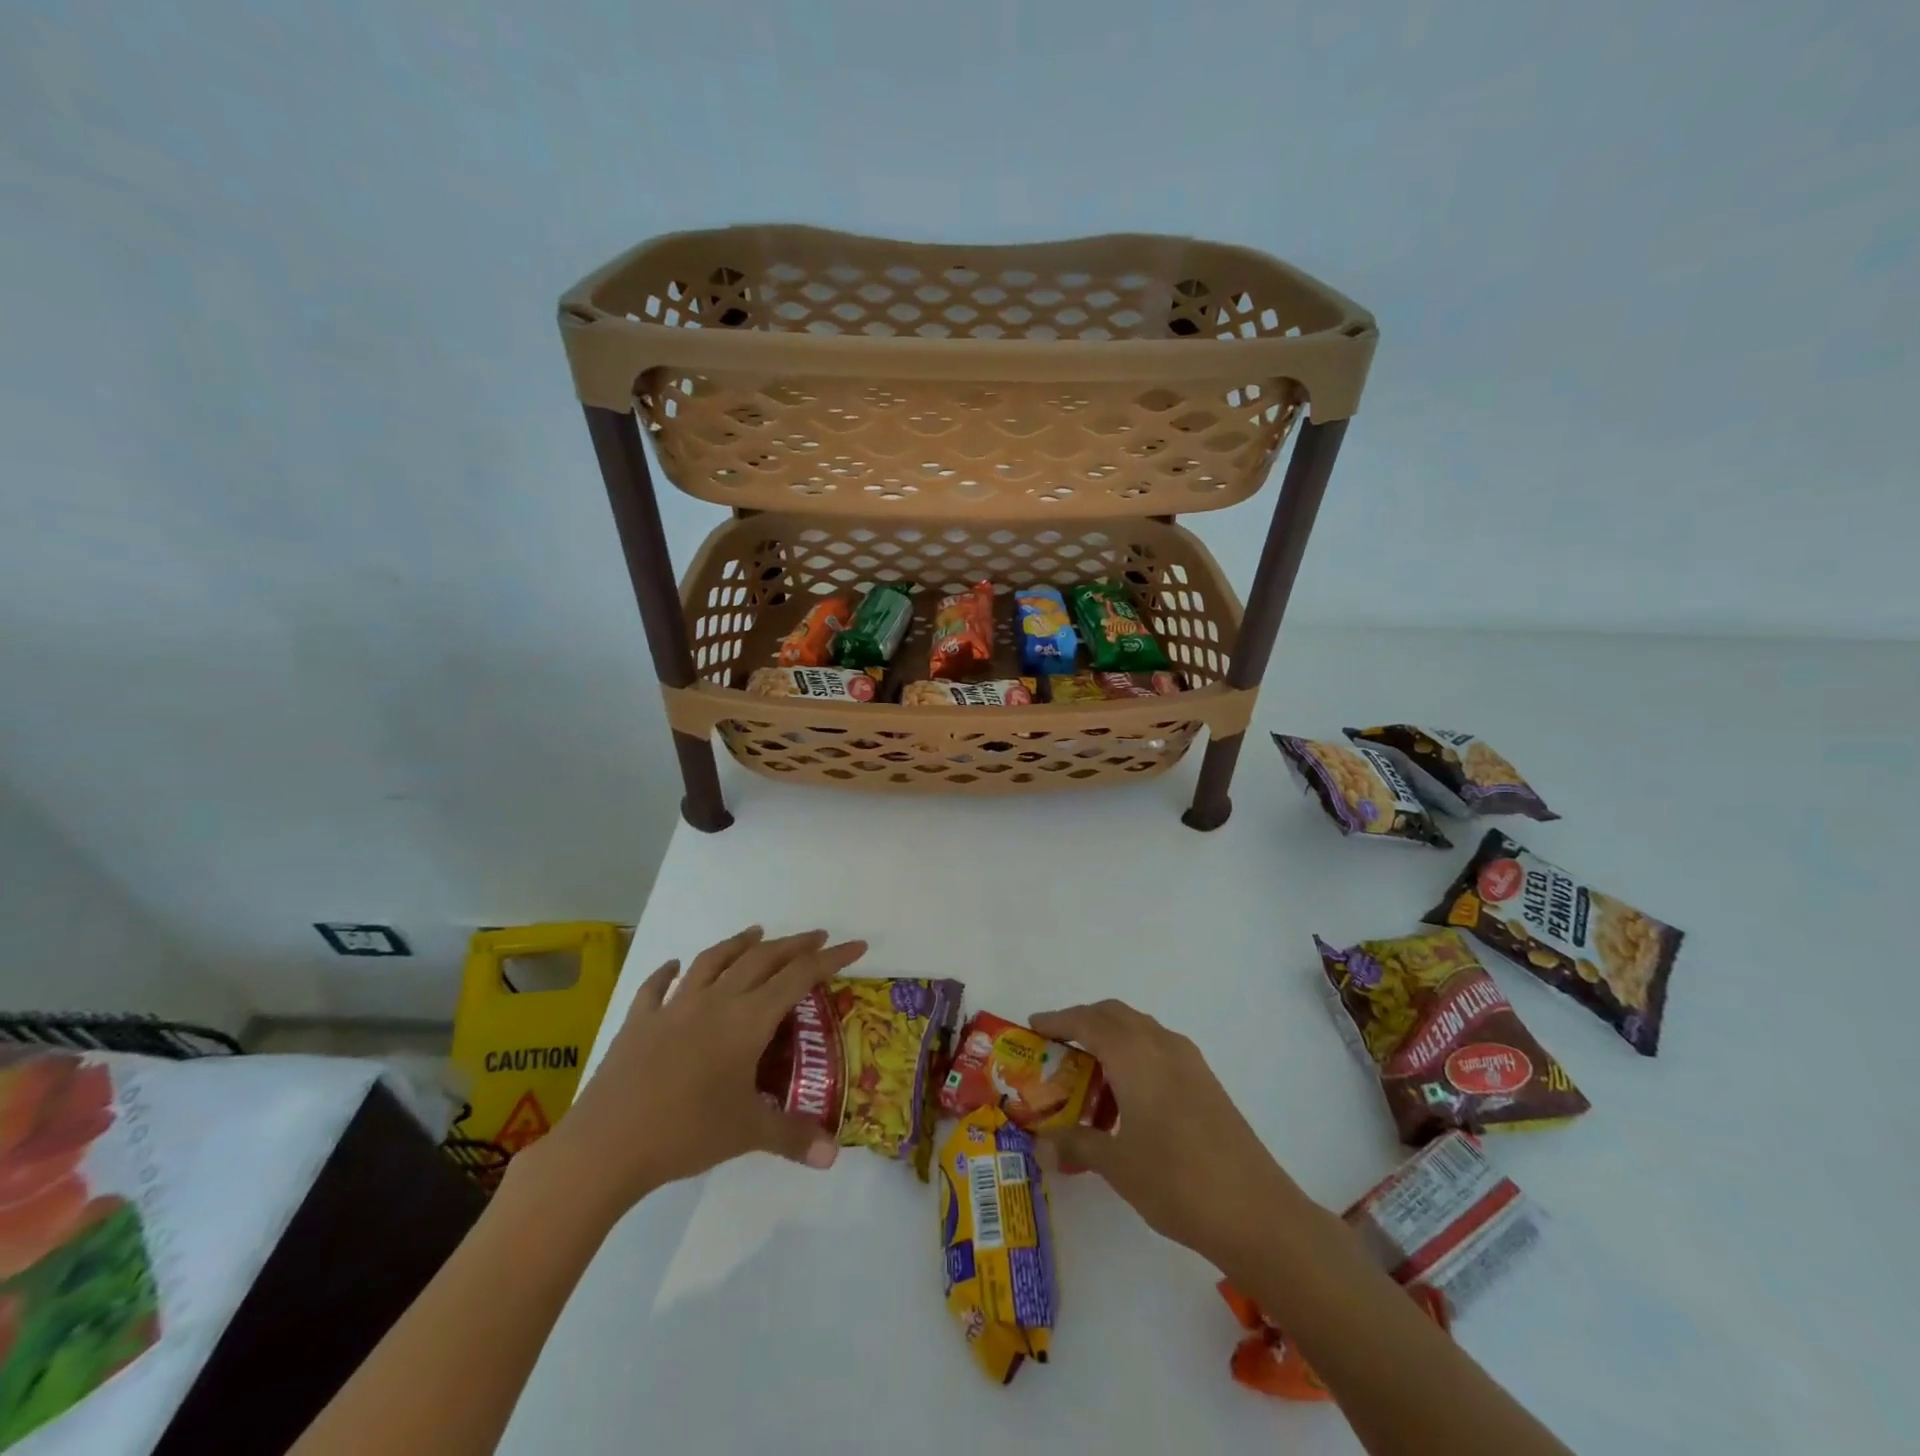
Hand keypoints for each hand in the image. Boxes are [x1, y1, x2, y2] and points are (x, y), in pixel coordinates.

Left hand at [525, 927, 865, 1216]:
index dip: (831, 959)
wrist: (606, 1145)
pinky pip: (657, 986)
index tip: (856, 944)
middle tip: (817, 936)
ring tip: (756, 932)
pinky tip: (674, 965)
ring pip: (712, 961)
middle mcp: (715, 1002)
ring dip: (738, 943)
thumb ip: (793, 1137)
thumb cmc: (685, 1132)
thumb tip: (834, 1156)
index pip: (799, 978)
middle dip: (793, 945)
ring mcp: (673, 1007)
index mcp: (746, 1021)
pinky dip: (668, 971)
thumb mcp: (747, 1134)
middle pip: (761, 960)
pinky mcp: (639, 1022)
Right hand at [1029, 1001, 1308, 1276]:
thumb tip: (1040, 1146)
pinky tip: (1129, 1096)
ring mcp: (1189, 1060)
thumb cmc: (1176, 1181)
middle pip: (1114, 1014)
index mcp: (1133, 1054)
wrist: (1257, 1212)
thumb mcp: (1116, 1164)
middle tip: (1057, 1047)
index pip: (1086, 1021)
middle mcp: (1160, 1044)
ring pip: (1140, 1028)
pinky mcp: (1206, 1080)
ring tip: (1090, 1076)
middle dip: (1083, 1022)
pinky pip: (1159, 1048)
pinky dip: (1135, 1054)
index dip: (1057, 1021)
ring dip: (1111, 1037)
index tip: (1033, 1028)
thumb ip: (1076, 1144)